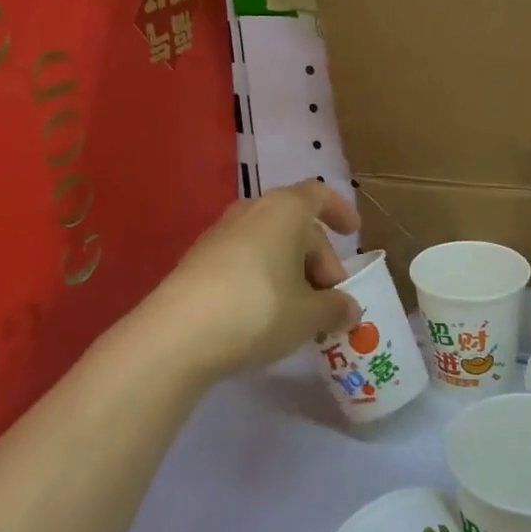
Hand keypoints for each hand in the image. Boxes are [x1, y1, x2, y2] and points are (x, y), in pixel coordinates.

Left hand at [140, 182, 362, 381]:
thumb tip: (350, 309)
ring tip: (300, 311)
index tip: (353, 232)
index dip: (339, 210)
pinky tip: (266, 314)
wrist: (177, 335)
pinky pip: (243, 260)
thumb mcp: (309, 315)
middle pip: (295, 225)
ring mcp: (219, 234)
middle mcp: (252, 211)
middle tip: (330, 299)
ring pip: (268, 244)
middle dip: (318, 259)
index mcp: (285, 210)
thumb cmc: (258, 311)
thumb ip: (335, 308)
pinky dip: (263, 278)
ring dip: (290, 271)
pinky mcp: (197, 261)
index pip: (318, 195)